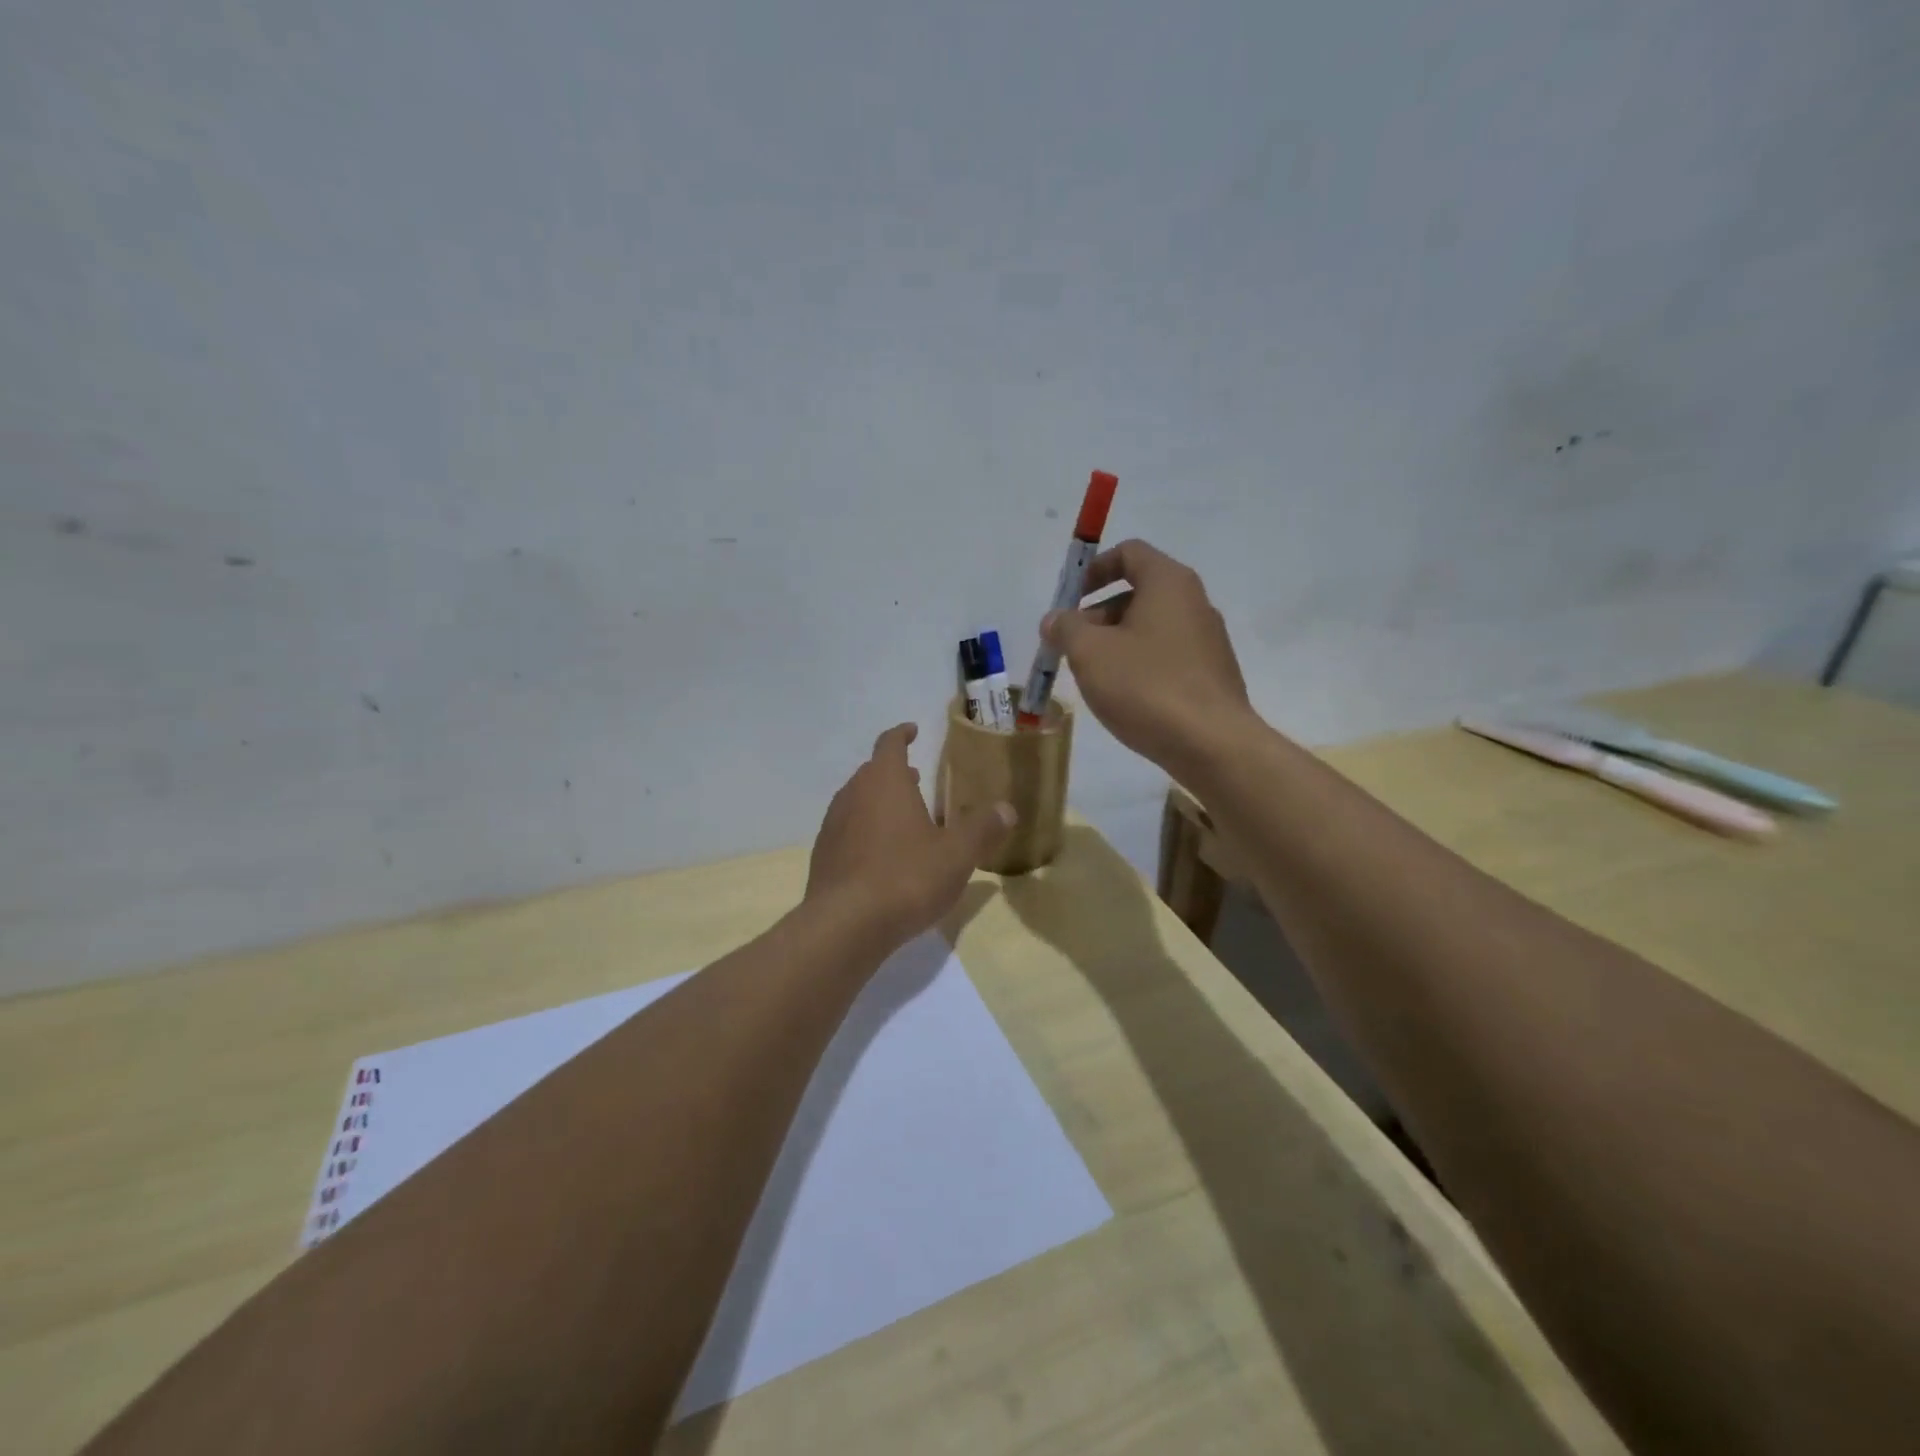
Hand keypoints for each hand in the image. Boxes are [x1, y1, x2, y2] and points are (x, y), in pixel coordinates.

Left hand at [806, 723, 1015, 948]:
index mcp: (884, 781)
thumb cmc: (906, 878)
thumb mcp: (957, 855)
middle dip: (893, 772)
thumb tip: (1007, 808)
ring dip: (877, 802)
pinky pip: (846, 831)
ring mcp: (832, 825)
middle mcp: (853, 795)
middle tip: (914, 778)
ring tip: (900, 817)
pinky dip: (864, 831)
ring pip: (856, 801)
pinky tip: (880, 856)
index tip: (912, 730)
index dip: (901, 734)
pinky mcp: (823, 856)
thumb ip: (982, 828)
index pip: (889, 744)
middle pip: (871, 772)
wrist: (845, 925)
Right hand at [1042, 539, 1254, 775]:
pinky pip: (1167, 656)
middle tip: (1071, 646)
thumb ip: (1065, 628)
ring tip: (1093, 677)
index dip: (1093, 570)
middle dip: (1098, 614)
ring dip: (1116, 643)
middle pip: (1138, 592)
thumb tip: (1055, 619)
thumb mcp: (1089, 653)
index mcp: (1169, 583)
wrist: (1212, 744)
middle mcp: (1194, 602)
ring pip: (1151, 628)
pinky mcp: (1211, 675)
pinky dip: (1140, 665)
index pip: (1129, 553)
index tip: (1069, 600)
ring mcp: (1208, 640)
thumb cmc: (1146, 686)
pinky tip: (1125, 698)